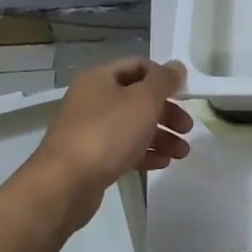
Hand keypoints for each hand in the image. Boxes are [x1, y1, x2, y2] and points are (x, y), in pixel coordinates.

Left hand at [27, 58, 192, 229]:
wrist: (64, 185)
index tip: (184, 94)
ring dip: (160, 136)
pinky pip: (123, 149)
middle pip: (137, 98)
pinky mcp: (91, 159)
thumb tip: (177, 66)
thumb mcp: (143, 100)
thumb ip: (163, 81)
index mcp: (100, 78)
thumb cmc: (107, 133)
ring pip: (132, 126)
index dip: (163, 77)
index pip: (138, 66)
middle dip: (166, 112)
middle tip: (187, 128)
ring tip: (182, 153)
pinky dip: (144, 153)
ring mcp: (90, 130)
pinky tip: (162, 163)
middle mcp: (93, 100)